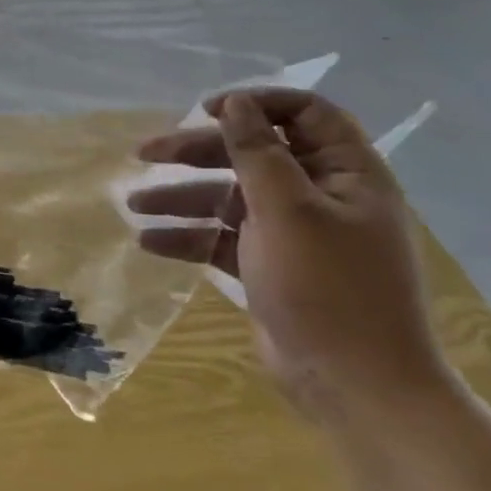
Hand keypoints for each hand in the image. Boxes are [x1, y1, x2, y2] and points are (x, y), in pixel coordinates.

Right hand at [130, 88, 453, 429]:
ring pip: (229, 197)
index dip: (256, 103)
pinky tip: (148, 243)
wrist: (357, 387)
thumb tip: (236, 103)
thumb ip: (257, 152)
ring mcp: (294, 234)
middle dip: (196, 152)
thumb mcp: (287, 211)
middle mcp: (321, 196)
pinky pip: (223, 237)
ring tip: (133, 205)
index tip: (205, 111)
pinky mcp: (270, 266)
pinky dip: (189, 236)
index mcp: (346, 175)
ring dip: (181, 197)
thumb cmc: (328, 288)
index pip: (305, 114)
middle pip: (252, 154)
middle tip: (145, 153)